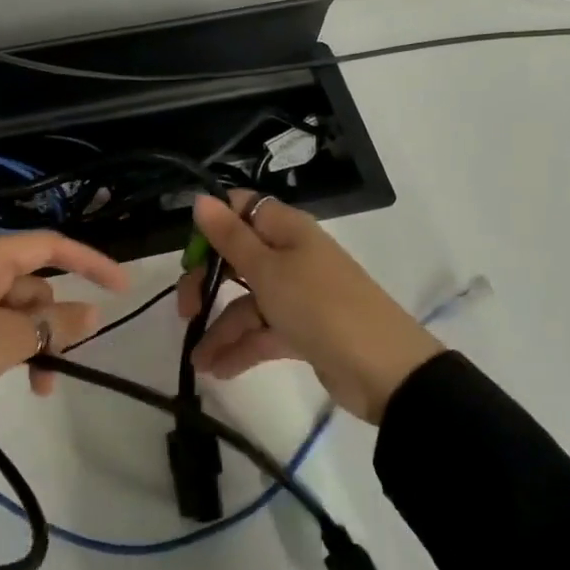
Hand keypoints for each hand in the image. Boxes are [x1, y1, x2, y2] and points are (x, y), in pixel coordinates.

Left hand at [0, 232, 128, 421]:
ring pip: (17, 311)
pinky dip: (12, 348)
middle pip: (34, 285)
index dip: (90, 262)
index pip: (49, 246)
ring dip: (36, 343)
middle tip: (60, 362)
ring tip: (41, 385)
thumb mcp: (6, 339)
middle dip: (54, 323)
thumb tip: (93, 313)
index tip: (123, 286)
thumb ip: (54, 325)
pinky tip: (21, 379)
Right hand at [177, 191, 445, 423]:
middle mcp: (290, 256)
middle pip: (237, 258)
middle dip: (207, 283)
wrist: (385, 371)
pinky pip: (262, 332)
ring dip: (220, 329)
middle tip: (185, 311)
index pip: (241, 209)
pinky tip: (218, 370)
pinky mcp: (301, 330)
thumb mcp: (268, 269)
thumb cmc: (320, 306)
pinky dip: (240, 349)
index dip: (212, 225)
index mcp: (286, 230)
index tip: (188, 254)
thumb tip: (200, 198)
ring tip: (198, 362)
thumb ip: (230, 236)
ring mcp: (297, 295)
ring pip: (246, 302)